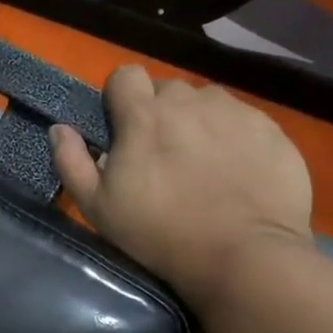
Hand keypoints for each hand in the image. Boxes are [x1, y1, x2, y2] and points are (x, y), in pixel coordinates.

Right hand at [50, 66, 311, 312]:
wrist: (244, 257)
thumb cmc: (159, 233)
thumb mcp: (98, 208)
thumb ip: (71, 162)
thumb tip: (59, 129)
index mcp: (144, 115)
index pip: (125, 75)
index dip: (119, 97)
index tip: (121, 128)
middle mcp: (191, 102)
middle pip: (167, 90)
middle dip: (159, 113)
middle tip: (160, 154)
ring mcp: (237, 113)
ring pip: (207, 103)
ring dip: (197, 122)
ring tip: (201, 163)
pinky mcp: (273, 131)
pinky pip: (244, 121)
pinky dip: (234, 138)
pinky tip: (235, 173)